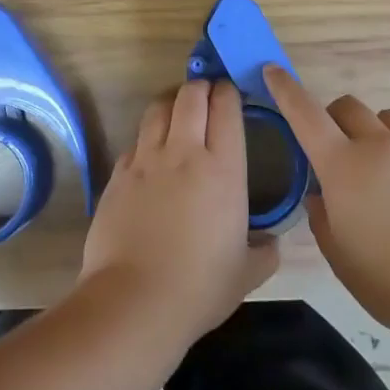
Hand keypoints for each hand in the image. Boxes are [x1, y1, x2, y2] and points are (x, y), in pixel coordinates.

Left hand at [79, 79, 278, 347]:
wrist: (134, 302)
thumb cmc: (199, 287)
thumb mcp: (247, 273)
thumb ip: (265, 250)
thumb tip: (272, 242)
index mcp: (222, 168)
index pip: (226, 107)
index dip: (228, 92)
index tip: (231, 92)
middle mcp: (184, 152)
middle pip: (190, 95)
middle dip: (200, 87)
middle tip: (206, 96)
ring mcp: (146, 160)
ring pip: (158, 108)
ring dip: (171, 103)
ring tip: (177, 112)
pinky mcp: (118, 174)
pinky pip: (135, 142)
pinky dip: (146, 140)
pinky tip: (150, 157)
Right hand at [266, 65, 389, 338]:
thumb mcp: (341, 259)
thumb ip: (323, 219)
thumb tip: (321, 195)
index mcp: (343, 167)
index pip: (305, 115)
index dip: (286, 90)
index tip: (273, 70)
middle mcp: (380, 146)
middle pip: (349, 107)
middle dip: (336, 118)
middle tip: (339, 149)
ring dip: (378, 134)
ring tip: (386, 170)